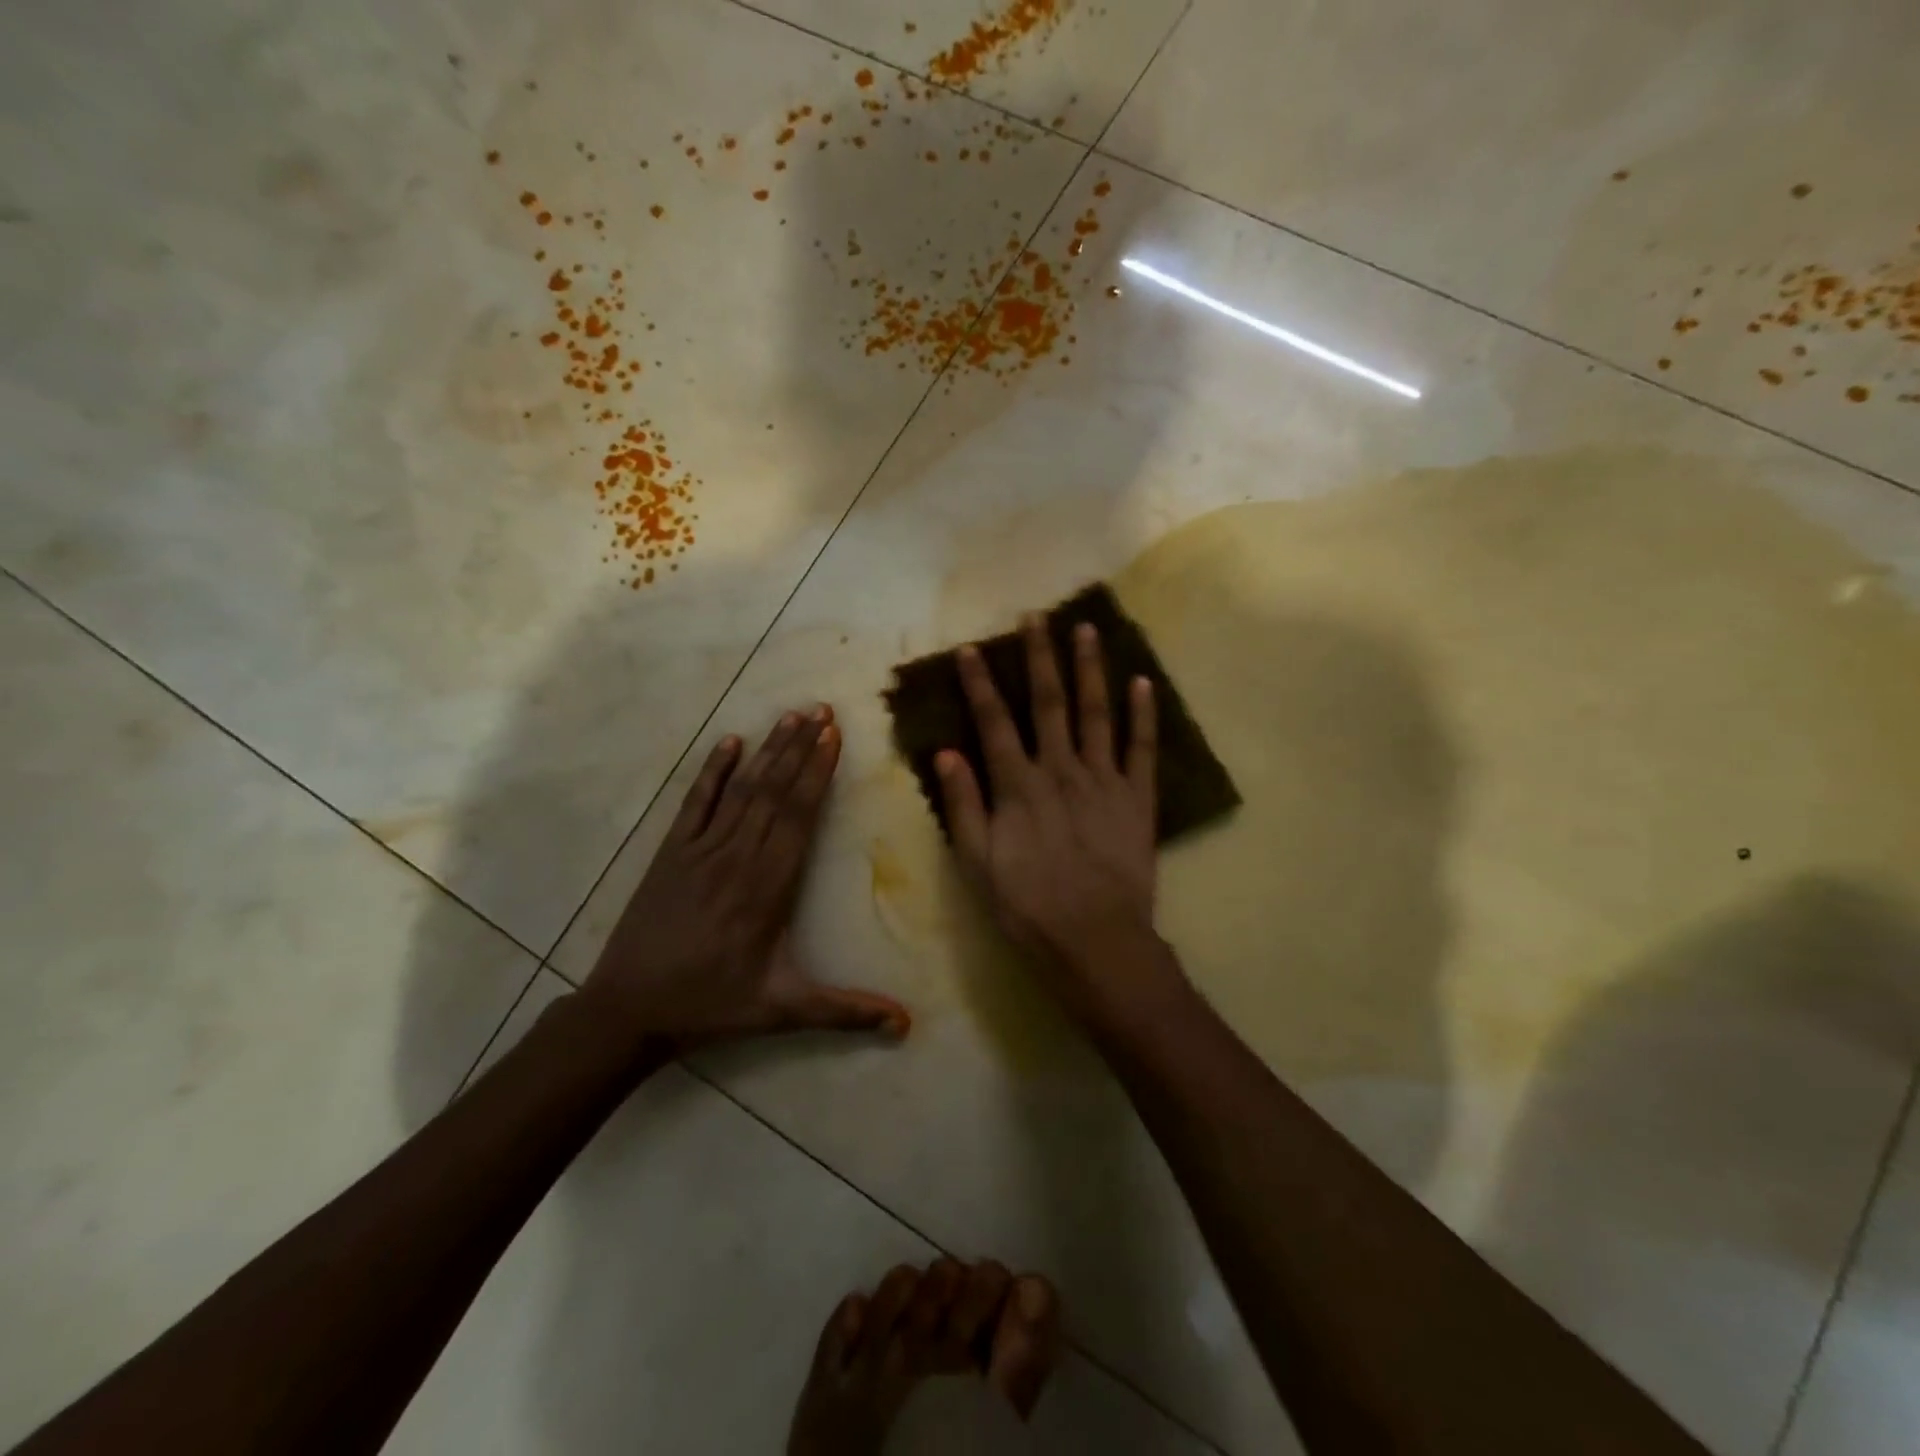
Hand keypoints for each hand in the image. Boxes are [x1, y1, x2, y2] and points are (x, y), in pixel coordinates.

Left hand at [582, 705, 910, 1047]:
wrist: (628, 1010)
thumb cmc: (711, 1006)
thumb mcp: (782, 1010)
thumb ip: (844, 1012)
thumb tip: (905, 1024)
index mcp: (767, 888)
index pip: (798, 818)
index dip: (817, 774)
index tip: (834, 737)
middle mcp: (736, 858)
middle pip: (774, 792)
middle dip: (800, 748)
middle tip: (822, 709)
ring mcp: (700, 850)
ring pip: (741, 790)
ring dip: (768, 751)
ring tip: (791, 716)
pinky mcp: (671, 853)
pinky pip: (695, 803)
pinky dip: (713, 771)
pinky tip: (728, 742)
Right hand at [936, 616, 1166, 1014]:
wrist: (1096, 940)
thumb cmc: (1028, 906)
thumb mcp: (978, 863)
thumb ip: (964, 805)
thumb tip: (946, 753)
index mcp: (1018, 786)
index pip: (994, 722)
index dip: (980, 683)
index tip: (973, 647)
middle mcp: (1060, 770)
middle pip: (1049, 703)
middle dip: (1040, 657)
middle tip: (1037, 617)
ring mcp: (1104, 780)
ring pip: (1096, 713)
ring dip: (1090, 669)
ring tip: (1087, 629)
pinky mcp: (1138, 798)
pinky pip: (1142, 748)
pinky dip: (1143, 714)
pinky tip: (1143, 682)